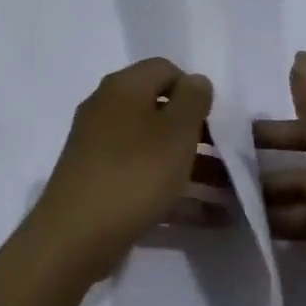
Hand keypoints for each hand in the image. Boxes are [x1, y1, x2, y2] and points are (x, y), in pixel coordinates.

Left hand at [25, 57, 213, 279]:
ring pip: (155, 149)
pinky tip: (208, 217)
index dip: (194, 89)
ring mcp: (100, 148)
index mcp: (122, 88)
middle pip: (160, 111)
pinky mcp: (100, 184)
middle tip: (228, 158)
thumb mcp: (175, 132)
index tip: (215, 121)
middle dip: (198, 133)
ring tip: (231, 194)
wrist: (74, 235)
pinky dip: (174, 192)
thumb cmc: (134, 173)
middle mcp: (106, 110)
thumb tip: (194, 81)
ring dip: (193, 167)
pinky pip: (144, 179)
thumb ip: (192, 100)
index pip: (164, 69)